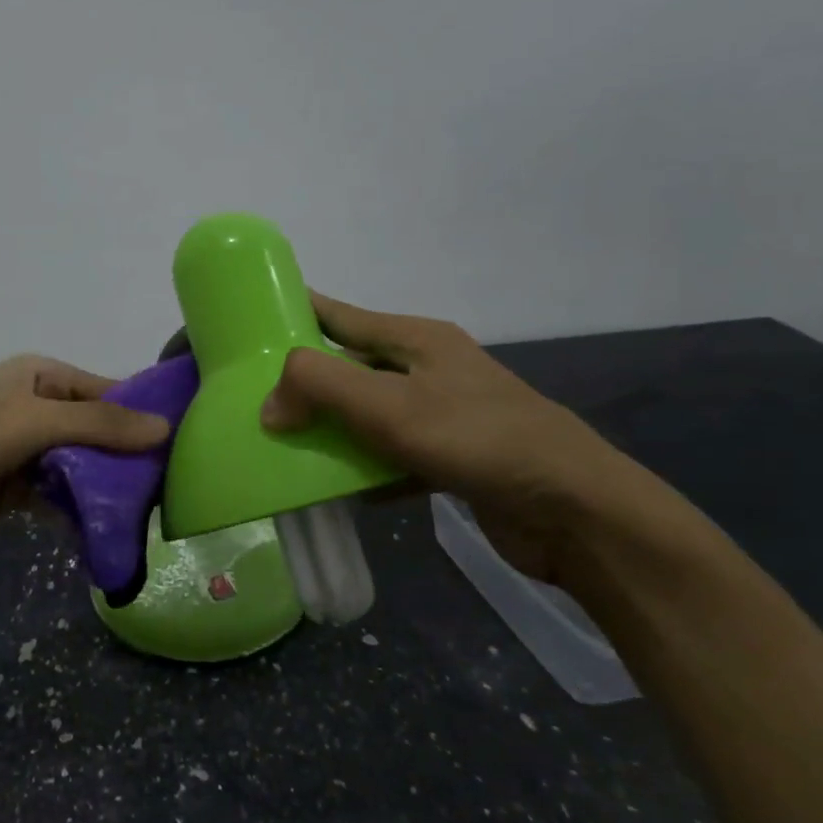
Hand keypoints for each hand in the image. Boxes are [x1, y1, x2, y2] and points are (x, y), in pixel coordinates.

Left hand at [0, 354, 169, 545]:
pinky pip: (57, 496)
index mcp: (44, 377)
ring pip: (80, 467)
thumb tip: (165, 427)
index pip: (109, 392)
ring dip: (105, 488)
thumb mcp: (33, 420)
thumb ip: (99, 424)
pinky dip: (77, 510)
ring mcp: (26, 450)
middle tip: (172, 490)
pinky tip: (106, 530)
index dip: (143, 416)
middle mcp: (39, 408)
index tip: (185, 444)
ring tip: (149, 515)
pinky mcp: (13, 488)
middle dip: (127, 459)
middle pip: (97, 433)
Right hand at [261, 292, 639, 583]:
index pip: (340, 315)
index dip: (296, 312)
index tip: (249, 323)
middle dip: (304, 383)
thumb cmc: (476, 438)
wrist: (573, 510)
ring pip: (367, 415)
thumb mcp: (388, 404)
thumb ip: (318, 388)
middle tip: (253, 399)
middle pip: (350, 367)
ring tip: (283, 446)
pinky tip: (338, 490)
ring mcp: (442, 414)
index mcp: (415, 339)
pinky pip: (391, 456)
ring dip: (330, 431)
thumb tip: (268, 405)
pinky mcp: (450, 458)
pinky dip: (364, 469)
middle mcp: (427, 369)